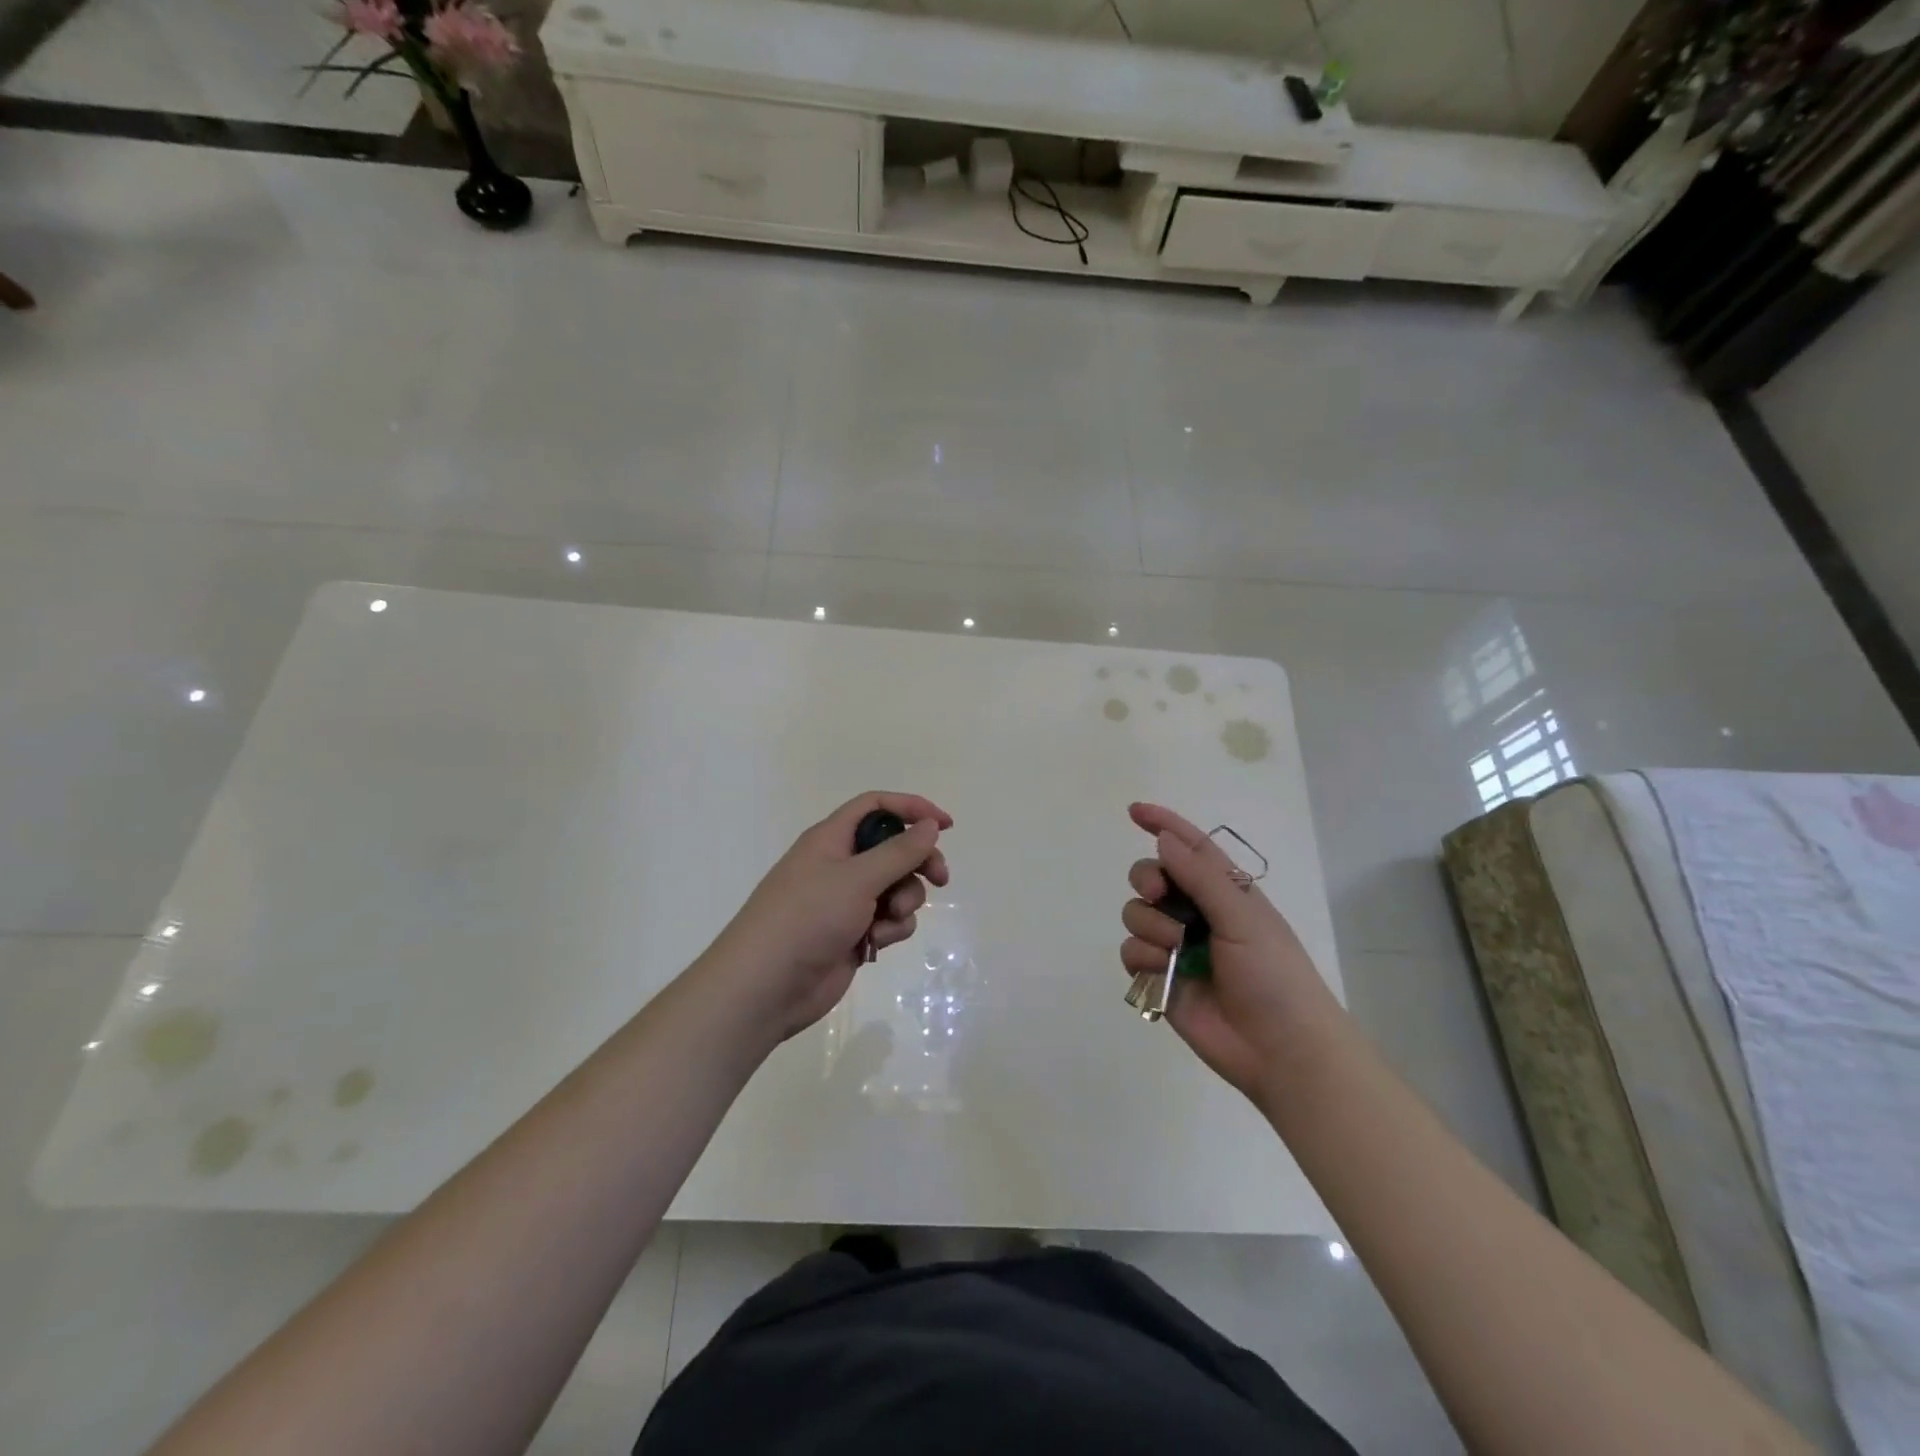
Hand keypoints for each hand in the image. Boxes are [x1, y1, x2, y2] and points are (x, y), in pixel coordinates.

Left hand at [708, 792, 951, 1041]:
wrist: (766, 987)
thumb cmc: (807, 919)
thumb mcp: (857, 878)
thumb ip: (899, 851)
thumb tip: (930, 825)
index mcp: (831, 839)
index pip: (876, 807)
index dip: (911, 809)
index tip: (945, 825)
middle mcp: (839, 865)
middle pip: (893, 849)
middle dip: (919, 862)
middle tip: (940, 879)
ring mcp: (845, 901)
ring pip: (896, 887)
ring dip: (903, 901)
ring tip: (888, 919)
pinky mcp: (852, 933)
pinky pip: (888, 920)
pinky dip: (890, 928)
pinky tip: (876, 943)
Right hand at [1119, 803, 1338, 1105]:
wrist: (1280, 1048)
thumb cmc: (1274, 974)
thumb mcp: (1243, 916)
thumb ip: (1200, 876)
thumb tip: (1164, 838)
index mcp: (1224, 891)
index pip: (1189, 846)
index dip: (1163, 824)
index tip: (1134, 811)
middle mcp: (1195, 913)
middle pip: (1150, 876)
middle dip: (1147, 879)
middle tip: (1159, 894)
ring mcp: (1175, 946)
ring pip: (1136, 914)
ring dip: (1151, 926)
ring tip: (1178, 950)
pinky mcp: (1160, 978)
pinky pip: (1130, 952)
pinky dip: (1144, 958)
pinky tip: (1167, 972)